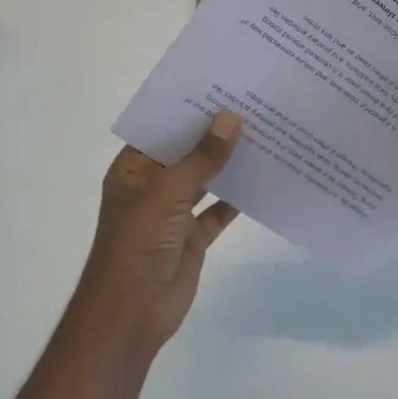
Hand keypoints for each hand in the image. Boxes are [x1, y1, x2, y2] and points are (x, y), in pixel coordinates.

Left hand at [77, 111, 243, 352]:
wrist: (132, 311)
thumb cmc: (138, 241)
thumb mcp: (168, 191)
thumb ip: (202, 157)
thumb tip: (231, 118)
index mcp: (133, 168)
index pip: (161, 129)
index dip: (188, 109)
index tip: (221, 86)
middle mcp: (152, 185)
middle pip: (186, 152)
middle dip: (213, 134)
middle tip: (251, 104)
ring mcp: (173, 212)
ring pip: (205, 179)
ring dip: (228, 163)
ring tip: (264, 132)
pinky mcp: (193, 236)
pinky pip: (219, 210)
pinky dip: (238, 197)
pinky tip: (265, 177)